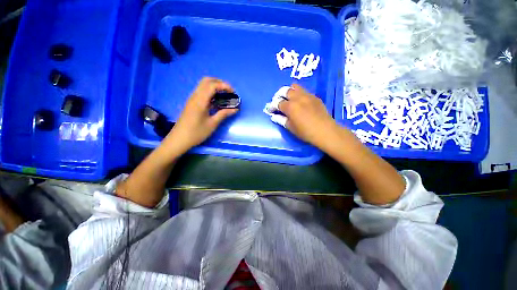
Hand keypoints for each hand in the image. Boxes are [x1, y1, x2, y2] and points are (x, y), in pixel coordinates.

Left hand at [164, 77, 237, 154]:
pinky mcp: (192, 103)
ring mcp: (192, 99)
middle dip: (219, 83)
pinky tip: (216, 101)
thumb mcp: (212, 124)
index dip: (224, 86)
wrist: (179, 139)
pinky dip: (210, 92)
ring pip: (203, 85)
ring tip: (225, 95)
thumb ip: (224, 114)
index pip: (212, 85)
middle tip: (229, 91)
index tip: (233, 92)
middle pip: (206, 81)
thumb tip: (235, 109)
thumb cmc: (196, 132)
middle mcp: (195, 96)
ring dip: (215, 86)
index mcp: (200, 101)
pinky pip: (201, 92)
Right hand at [278, 84, 337, 146]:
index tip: (270, 109)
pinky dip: (299, 94)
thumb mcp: (291, 127)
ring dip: (289, 91)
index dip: (272, 106)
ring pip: (295, 87)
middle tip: (279, 102)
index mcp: (290, 107)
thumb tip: (274, 116)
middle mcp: (298, 98)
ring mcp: (307, 95)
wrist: (325, 131)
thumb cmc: (305, 132)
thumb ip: (281, 120)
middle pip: (285, 90)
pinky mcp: (314, 97)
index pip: (278, 103)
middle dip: (279, 95)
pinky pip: (304, 91)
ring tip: (289, 99)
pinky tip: (300, 102)